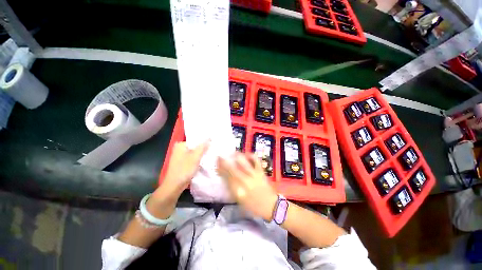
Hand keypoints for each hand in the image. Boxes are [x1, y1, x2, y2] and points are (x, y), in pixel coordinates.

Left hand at [155, 141, 208, 200]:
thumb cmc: (184, 170)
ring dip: (202, 155)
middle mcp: (180, 149)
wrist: (174, 185)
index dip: (205, 142)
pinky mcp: (183, 163)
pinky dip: (198, 159)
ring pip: (195, 153)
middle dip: (204, 149)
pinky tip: (205, 161)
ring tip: (211, 155)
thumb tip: (209, 138)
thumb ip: (202, 147)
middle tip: (214, 150)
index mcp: (181, 145)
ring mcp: (181, 156)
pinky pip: (193, 158)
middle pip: (195, 147)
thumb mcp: (195, 157)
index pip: (196, 140)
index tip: (213, 145)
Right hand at [217, 153, 277, 220]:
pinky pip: (256, 161)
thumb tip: (225, 178)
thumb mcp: (240, 201)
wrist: (271, 206)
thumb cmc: (254, 206)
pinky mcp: (261, 172)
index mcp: (239, 191)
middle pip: (233, 169)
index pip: (227, 178)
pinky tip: (246, 154)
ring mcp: (254, 175)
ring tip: (232, 153)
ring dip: (236, 157)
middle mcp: (245, 182)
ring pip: (243, 163)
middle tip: (220, 156)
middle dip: (224, 162)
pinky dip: (251, 156)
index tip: (216, 165)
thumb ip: (232, 189)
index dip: (221, 170)